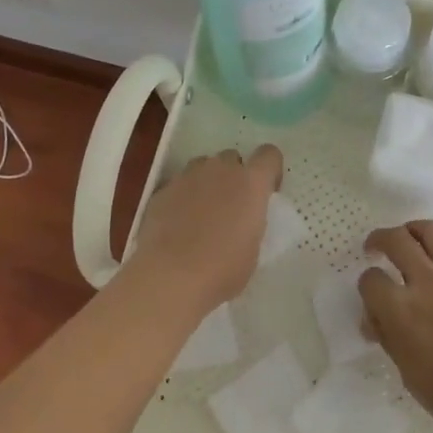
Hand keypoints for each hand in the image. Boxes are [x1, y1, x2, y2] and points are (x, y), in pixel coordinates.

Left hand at [127, 146, 282, 313]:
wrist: (170, 277)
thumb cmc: (223, 269)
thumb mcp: (253, 248)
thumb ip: (252, 222)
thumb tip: (243, 220)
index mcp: (251, 183)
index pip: (269, 155)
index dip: (270, 170)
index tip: (266, 193)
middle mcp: (220, 170)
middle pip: (232, 158)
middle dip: (235, 176)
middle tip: (232, 206)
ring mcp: (187, 177)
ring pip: (202, 166)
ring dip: (207, 181)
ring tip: (203, 212)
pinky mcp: (162, 190)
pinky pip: (178, 185)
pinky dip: (182, 198)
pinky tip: (177, 225)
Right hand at [358, 221, 432, 432]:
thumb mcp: (407, 372)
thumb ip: (388, 336)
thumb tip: (374, 317)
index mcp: (402, 310)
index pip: (371, 279)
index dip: (367, 287)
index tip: (372, 296)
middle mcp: (427, 282)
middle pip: (396, 240)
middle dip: (379, 240)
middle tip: (375, 248)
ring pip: (429, 230)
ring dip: (410, 231)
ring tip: (407, 240)